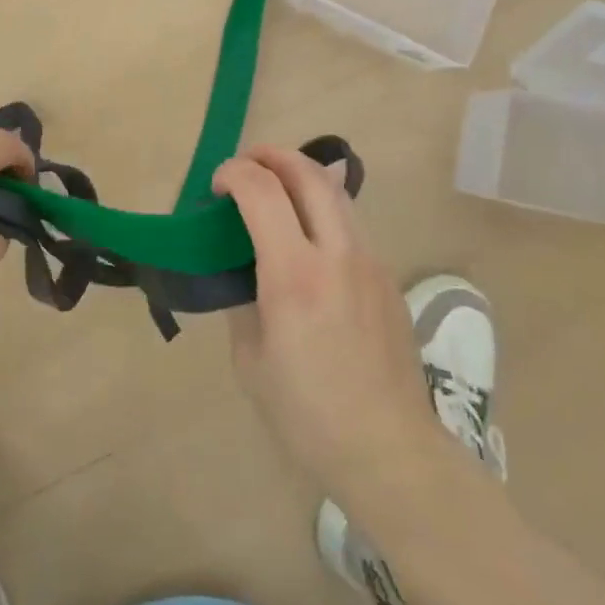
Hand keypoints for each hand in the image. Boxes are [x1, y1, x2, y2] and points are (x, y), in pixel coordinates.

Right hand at [214, 146, 451, 516]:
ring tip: (274, 189)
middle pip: (309, 174)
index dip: (234, 173)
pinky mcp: (388, 278)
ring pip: (337, 193)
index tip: (216, 185)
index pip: (263, 192)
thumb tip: (242, 269)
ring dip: (301, 176)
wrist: (388, 450)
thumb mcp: (250, 359)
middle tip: (245, 163)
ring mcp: (371, 263)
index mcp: (295, 276)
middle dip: (271, 155)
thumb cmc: (306, 413)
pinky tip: (306, 237)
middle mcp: (338, 255)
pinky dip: (322, 209)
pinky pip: (351, 224)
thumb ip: (243, 299)